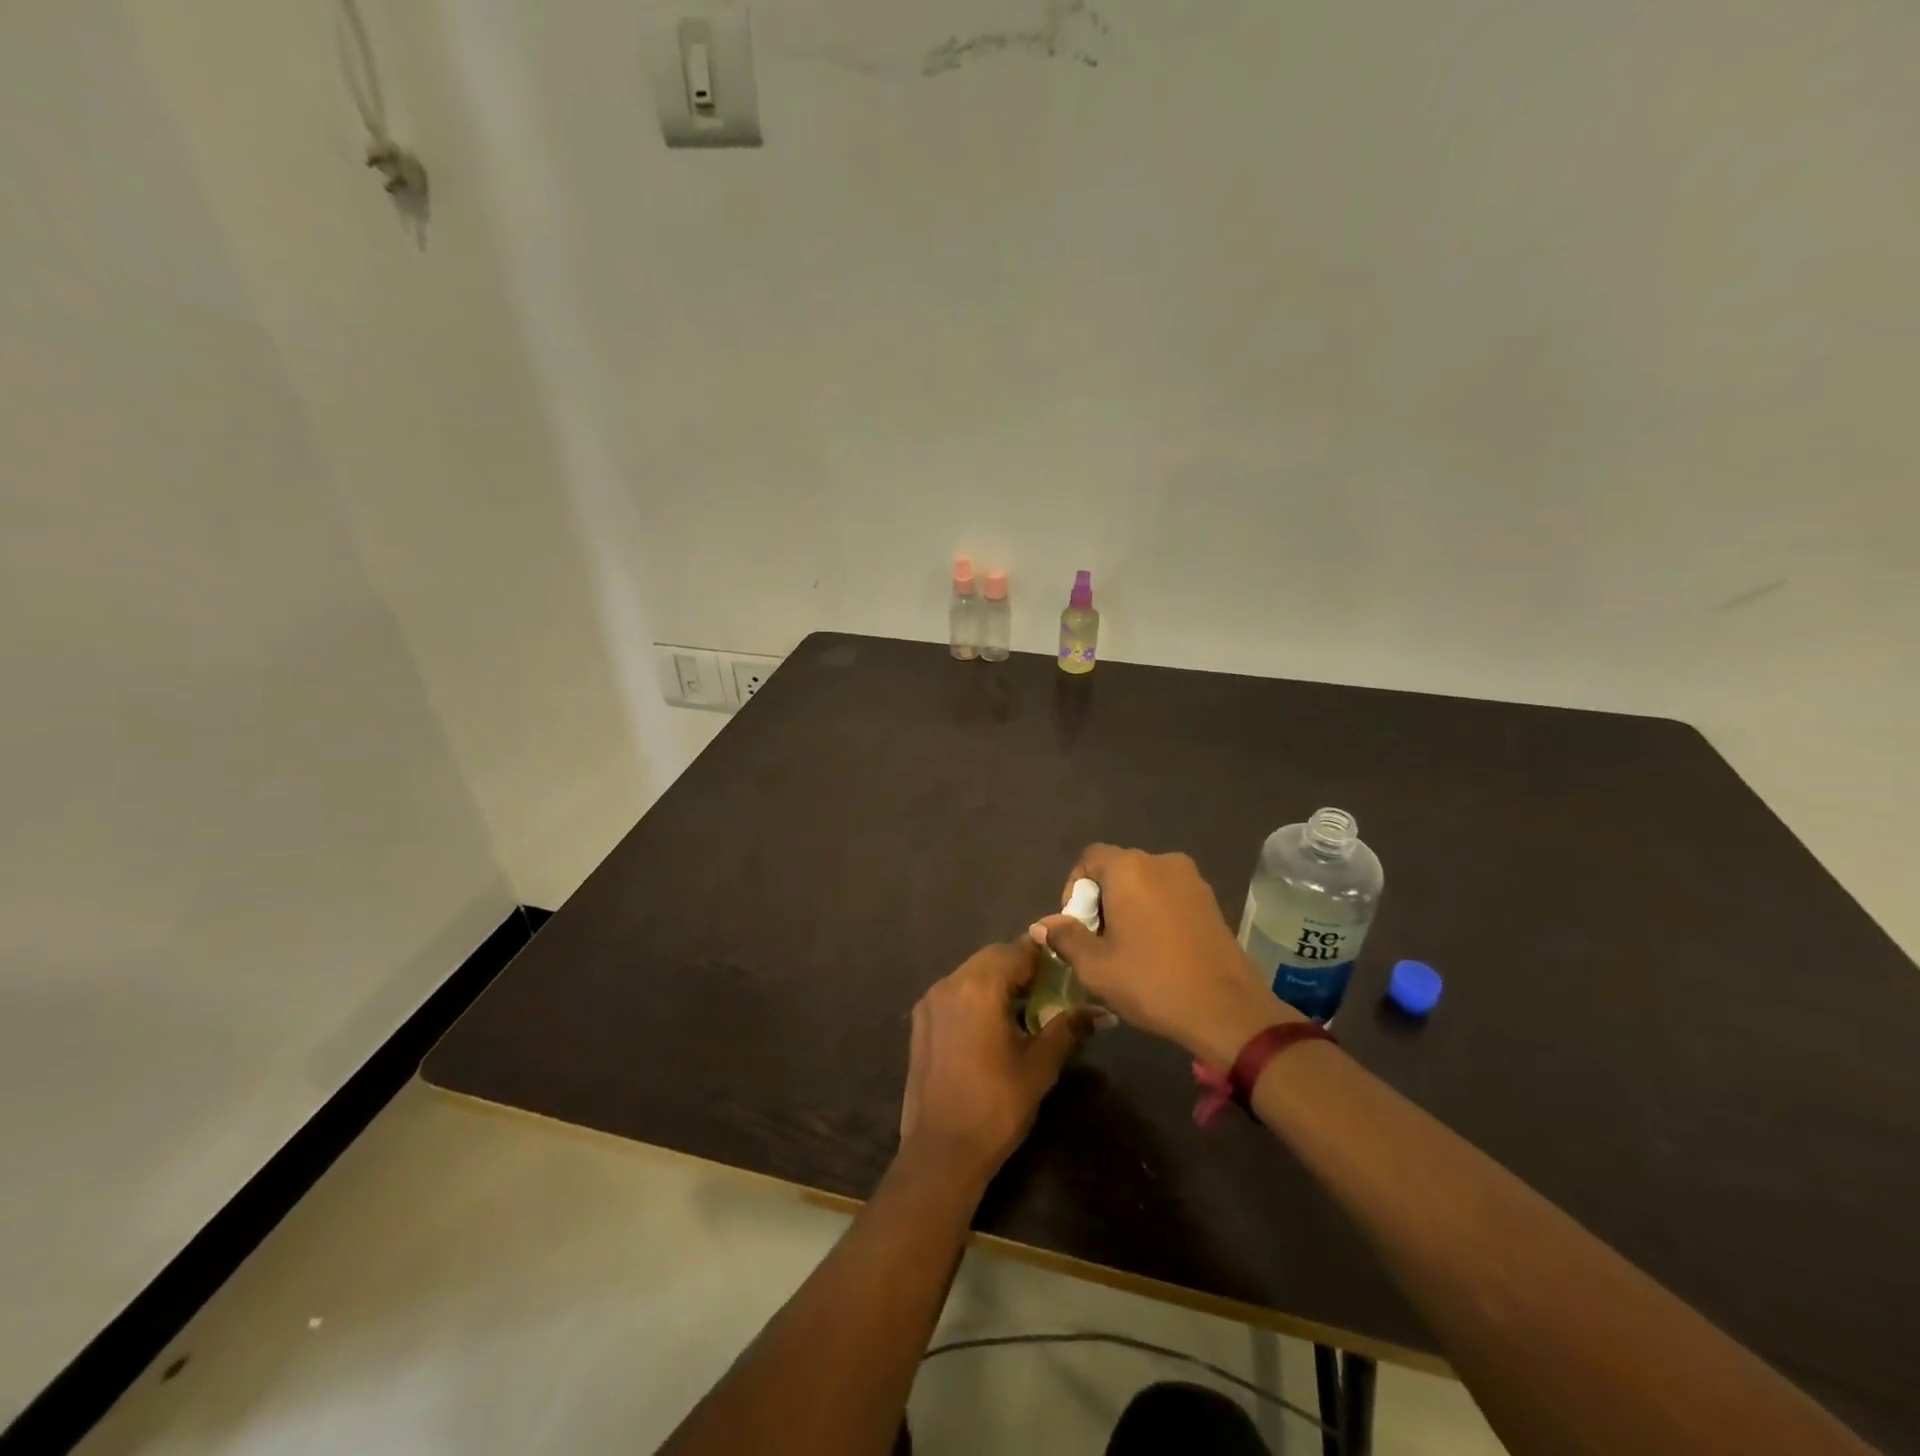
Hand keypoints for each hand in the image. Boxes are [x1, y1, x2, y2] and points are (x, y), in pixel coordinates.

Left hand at [898, 939, 1091, 1187]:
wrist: (941, 1153)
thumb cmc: (996, 1105)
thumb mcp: (1040, 1065)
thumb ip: (1068, 1029)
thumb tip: (1104, 1012)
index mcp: (978, 986)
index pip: (1017, 950)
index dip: (1045, 957)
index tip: (1066, 971)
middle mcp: (949, 983)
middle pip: (992, 958)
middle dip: (1021, 968)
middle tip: (1049, 991)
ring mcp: (930, 1002)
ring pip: (971, 974)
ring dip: (998, 981)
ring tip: (1024, 1009)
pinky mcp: (920, 1022)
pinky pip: (954, 993)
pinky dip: (976, 997)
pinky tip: (992, 1025)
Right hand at [1032, 845, 1298, 1066]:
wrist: (1226, 1010)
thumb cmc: (1151, 982)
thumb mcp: (1095, 966)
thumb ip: (1065, 937)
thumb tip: (1042, 924)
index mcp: (1130, 868)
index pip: (1089, 858)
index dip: (1074, 888)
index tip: (1076, 925)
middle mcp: (1161, 862)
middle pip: (1117, 869)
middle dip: (1101, 900)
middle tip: (1098, 941)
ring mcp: (1192, 880)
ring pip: (1145, 883)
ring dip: (1129, 906)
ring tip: (1127, 948)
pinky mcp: (1211, 900)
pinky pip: (1169, 895)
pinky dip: (1155, 912)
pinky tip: (1157, 950)